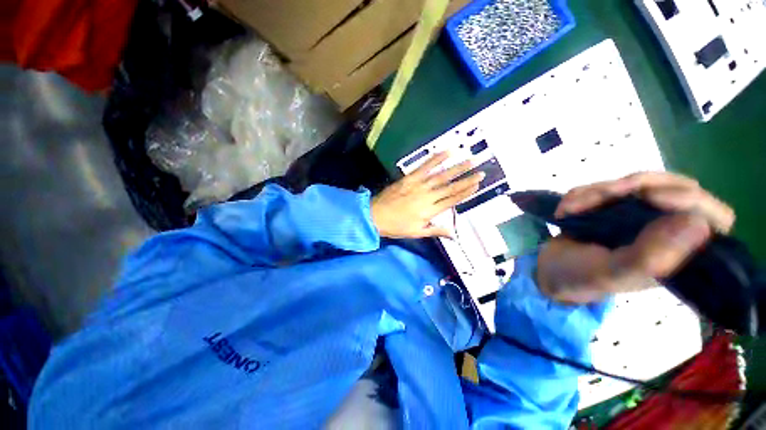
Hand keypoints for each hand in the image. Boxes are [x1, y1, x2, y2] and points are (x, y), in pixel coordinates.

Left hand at [371, 152, 483, 238]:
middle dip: (467, 179)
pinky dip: (435, 159)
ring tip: (470, 160)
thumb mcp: (417, 233)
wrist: (375, 216)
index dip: (466, 192)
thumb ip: (436, 230)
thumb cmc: (396, 226)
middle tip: (481, 171)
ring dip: (456, 167)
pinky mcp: (409, 178)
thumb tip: (454, 235)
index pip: (452, 200)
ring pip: (441, 175)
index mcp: (430, 210)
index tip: (477, 185)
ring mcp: (418, 185)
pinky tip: (446, 151)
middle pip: (450, 187)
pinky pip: (424, 167)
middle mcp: (427, 196)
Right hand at [536, 172, 734, 302]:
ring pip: (638, 182)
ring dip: (597, 191)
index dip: (690, 200)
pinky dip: (582, 193)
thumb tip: (699, 224)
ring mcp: (643, 215)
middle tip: (597, 197)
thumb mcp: (611, 273)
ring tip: (568, 210)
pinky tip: (565, 210)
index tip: (648, 198)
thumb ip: (651, 258)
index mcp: (678, 253)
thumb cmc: (580, 277)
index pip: (715, 217)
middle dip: (631, 187)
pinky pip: (608, 185)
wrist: (550, 268)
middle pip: (675, 188)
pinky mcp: (618, 206)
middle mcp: (668, 230)